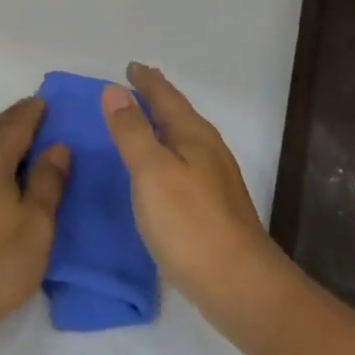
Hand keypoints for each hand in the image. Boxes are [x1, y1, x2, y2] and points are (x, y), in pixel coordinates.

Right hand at [100, 62, 289, 334]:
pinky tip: (160, 174)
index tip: (130, 66)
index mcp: (193, 135)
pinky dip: (168, 155)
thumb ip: (132, 131)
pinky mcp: (216, 209)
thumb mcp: (151, 173)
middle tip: (135, 88)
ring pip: (184, 140)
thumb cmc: (191, 225)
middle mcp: (208, 150)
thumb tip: (113, 89)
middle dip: (157, 99)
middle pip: (179, 114)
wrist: (242, 287)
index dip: (146, 80)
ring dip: (163, 127)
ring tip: (143, 124)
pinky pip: (185, 165)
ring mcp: (216, 181)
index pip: (165, 96)